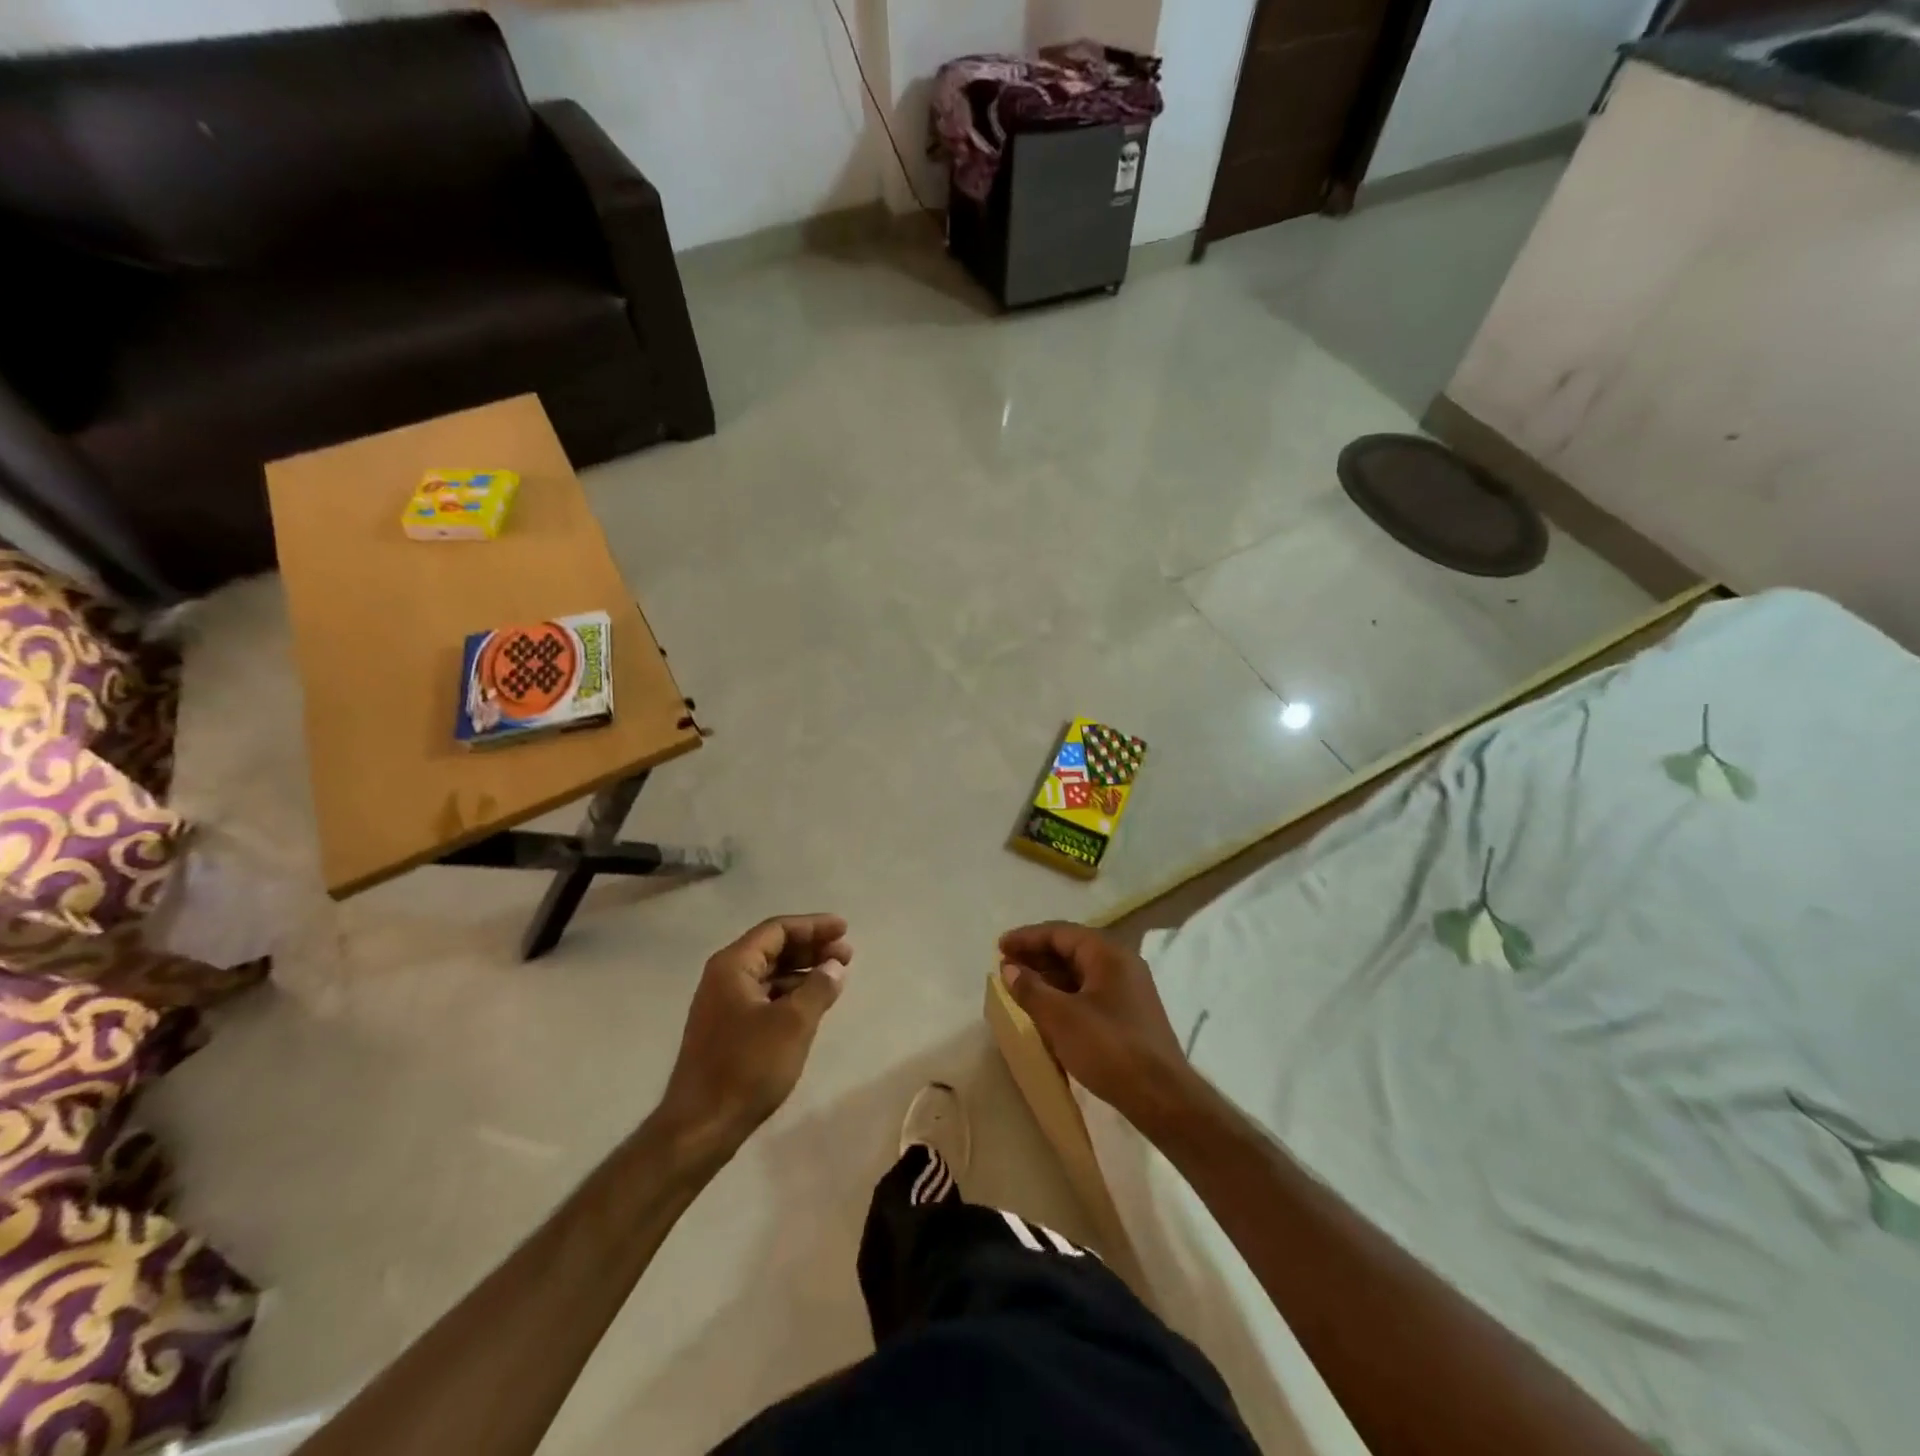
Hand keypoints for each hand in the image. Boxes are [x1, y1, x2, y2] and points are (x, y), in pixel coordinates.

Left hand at [657, 915, 852, 1155]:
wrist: (701, 1127)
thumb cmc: (747, 1067)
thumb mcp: (793, 1023)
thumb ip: (818, 988)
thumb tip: (834, 966)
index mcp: (733, 966)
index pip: (777, 930)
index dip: (813, 926)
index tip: (844, 929)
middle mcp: (724, 977)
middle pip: (773, 948)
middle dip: (811, 947)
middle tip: (846, 954)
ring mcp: (723, 1005)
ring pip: (769, 974)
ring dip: (803, 971)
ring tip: (835, 977)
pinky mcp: (727, 1030)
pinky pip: (765, 996)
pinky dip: (790, 993)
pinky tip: (812, 1004)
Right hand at [998, 921, 1201, 1133]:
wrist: (1161, 1097)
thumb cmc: (1108, 1048)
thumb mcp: (1060, 1017)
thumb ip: (1031, 989)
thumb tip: (1009, 969)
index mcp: (1108, 954)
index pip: (1060, 933)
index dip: (1027, 938)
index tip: (999, 946)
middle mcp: (1122, 963)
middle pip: (1072, 948)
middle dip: (1037, 955)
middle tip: (1006, 964)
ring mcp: (1129, 989)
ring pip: (1081, 971)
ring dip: (1050, 975)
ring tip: (1020, 985)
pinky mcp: (1130, 1013)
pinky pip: (1090, 990)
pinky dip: (1065, 992)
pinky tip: (1048, 1007)